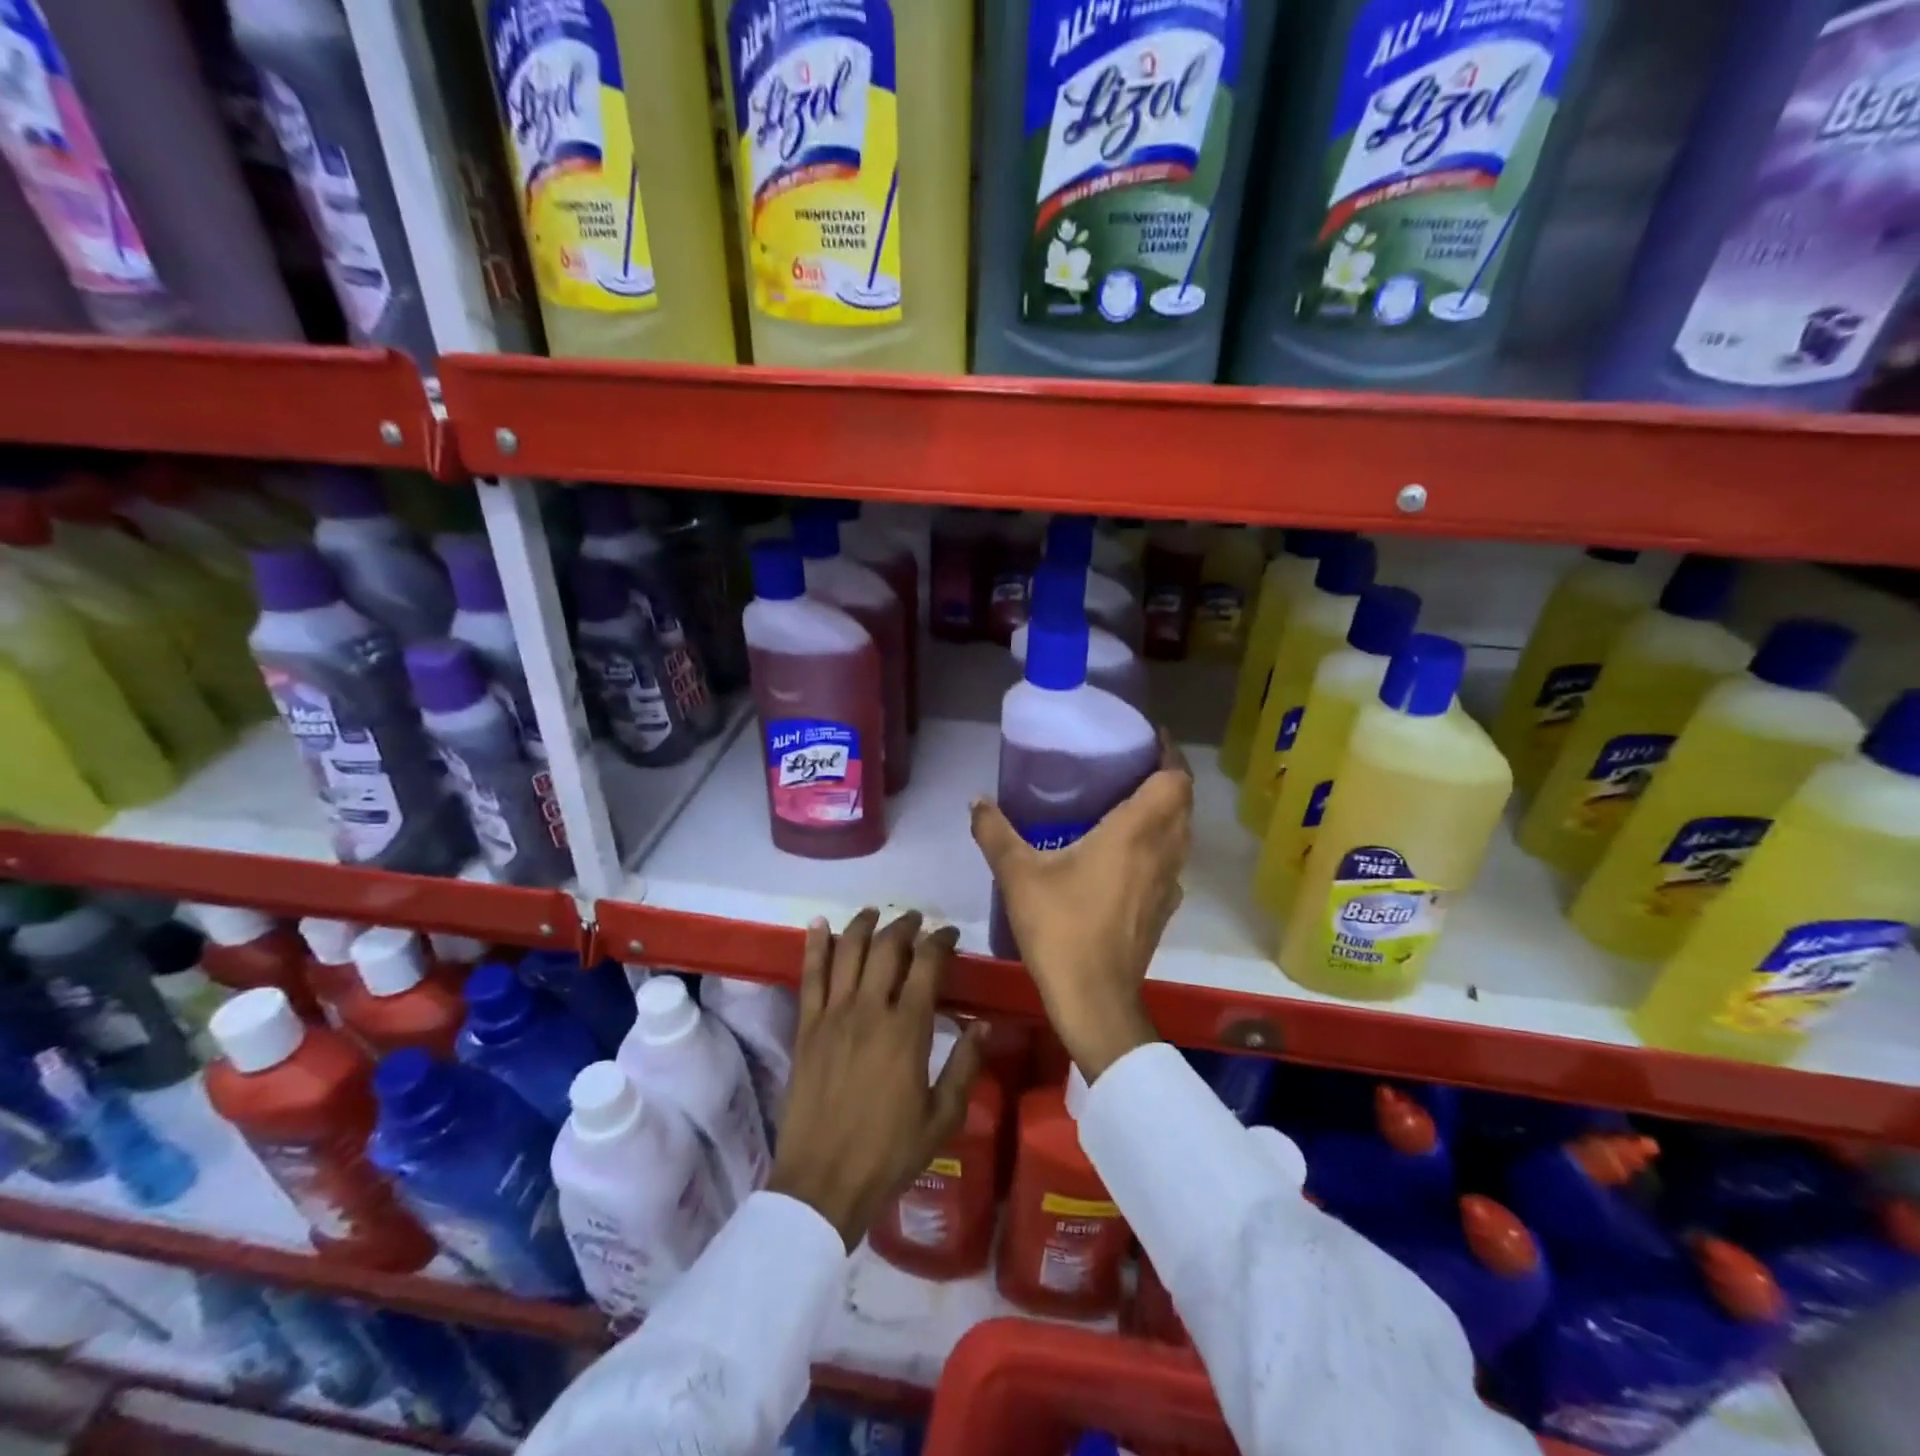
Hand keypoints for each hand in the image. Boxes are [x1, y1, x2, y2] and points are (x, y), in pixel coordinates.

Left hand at [769, 909, 986, 1249]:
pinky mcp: (806, 1028)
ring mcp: (833, 1016)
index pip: (927, 966)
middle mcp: (869, 1011)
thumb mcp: (942, 1117)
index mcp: (907, 1030)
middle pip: (887, 949)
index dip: (940, 942)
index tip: (949, 934)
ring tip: (874, 912)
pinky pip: (810, 976)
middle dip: (905, 927)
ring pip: (848, 952)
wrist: (822, 1184)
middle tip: (916, 920)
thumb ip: (964, 1066)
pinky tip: (819, 924)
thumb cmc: (888, 1154)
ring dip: (863, 925)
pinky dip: (815, 946)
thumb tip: (983, 1024)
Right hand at [971, 732, 1192, 1080]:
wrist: (1094, 999)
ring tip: (1128, 801)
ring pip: (1181, 833)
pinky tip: (1125, 853)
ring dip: (1166, 811)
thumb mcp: (1018, 875)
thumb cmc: (1061, 928)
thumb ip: (996, 832)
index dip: (1168, 753)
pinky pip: (1171, 860)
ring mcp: (1169, 883)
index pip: (1174, 779)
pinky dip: (1159, 843)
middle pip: (1182, 802)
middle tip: (1130, 765)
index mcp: (1136, 832)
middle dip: (1165, 778)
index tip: (1149, 737)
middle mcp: (1163, 851)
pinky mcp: (1164, 908)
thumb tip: (975, 800)